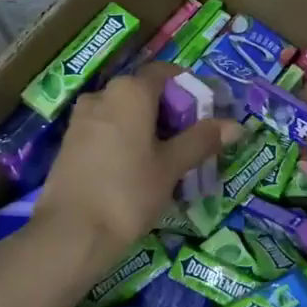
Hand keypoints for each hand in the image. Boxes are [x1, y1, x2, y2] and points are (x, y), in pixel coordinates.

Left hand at [35, 62, 239, 270]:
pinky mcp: (70, 143)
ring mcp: (81, 119)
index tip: (207, 112)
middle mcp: (102, 95)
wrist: (71, 233)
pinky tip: (137, 170)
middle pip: (144, 92)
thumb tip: (236, 125)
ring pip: (124, 113)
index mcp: (130, 91)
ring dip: (147, 128)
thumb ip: (201, 140)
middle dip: (170, 112)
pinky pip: (106, 130)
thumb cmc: (129, 192)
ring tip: (167, 159)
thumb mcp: (171, 166)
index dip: (189, 88)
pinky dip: (126, 140)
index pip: (165, 73)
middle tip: (192, 141)